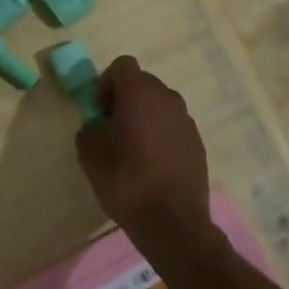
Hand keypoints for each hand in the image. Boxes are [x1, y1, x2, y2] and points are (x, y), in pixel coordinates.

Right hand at [75, 56, 210, 244]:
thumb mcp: (90, 154)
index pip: (122, 65)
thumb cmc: (126, 180)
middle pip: (143, 83)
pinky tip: (154, 165)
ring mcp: (186, 120)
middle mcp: (167, 97)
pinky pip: (173, 127)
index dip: (107, 83)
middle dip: (126, 99)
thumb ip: (89, 129)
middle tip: (113, 129)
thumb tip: (97, 126)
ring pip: (160, 105)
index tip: (101, 111)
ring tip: (134, 149)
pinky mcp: (198, 142)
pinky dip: (162, 135)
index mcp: (140, 92)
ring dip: (145, 117)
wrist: (172, 222)